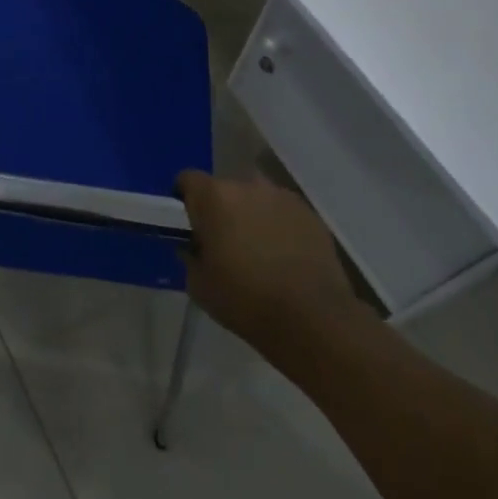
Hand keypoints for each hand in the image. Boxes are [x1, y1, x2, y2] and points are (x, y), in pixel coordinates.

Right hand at [177, 171, 369, 347]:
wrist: (312, 318)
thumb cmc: (244, 299)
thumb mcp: (198, 283)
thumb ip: (190, 254)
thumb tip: (194, 246)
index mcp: (214, 197)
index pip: (188, 180)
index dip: (185, 199)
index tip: (189, 224)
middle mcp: (248, 186)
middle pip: (225, 188)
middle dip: (221, 209)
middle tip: (224, 241)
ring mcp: (282, 197)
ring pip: (256, 199)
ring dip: (251, 215)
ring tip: (257, 249)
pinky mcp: (310, 215)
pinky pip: (283, 213)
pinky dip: (278, 226)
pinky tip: (284, 256)